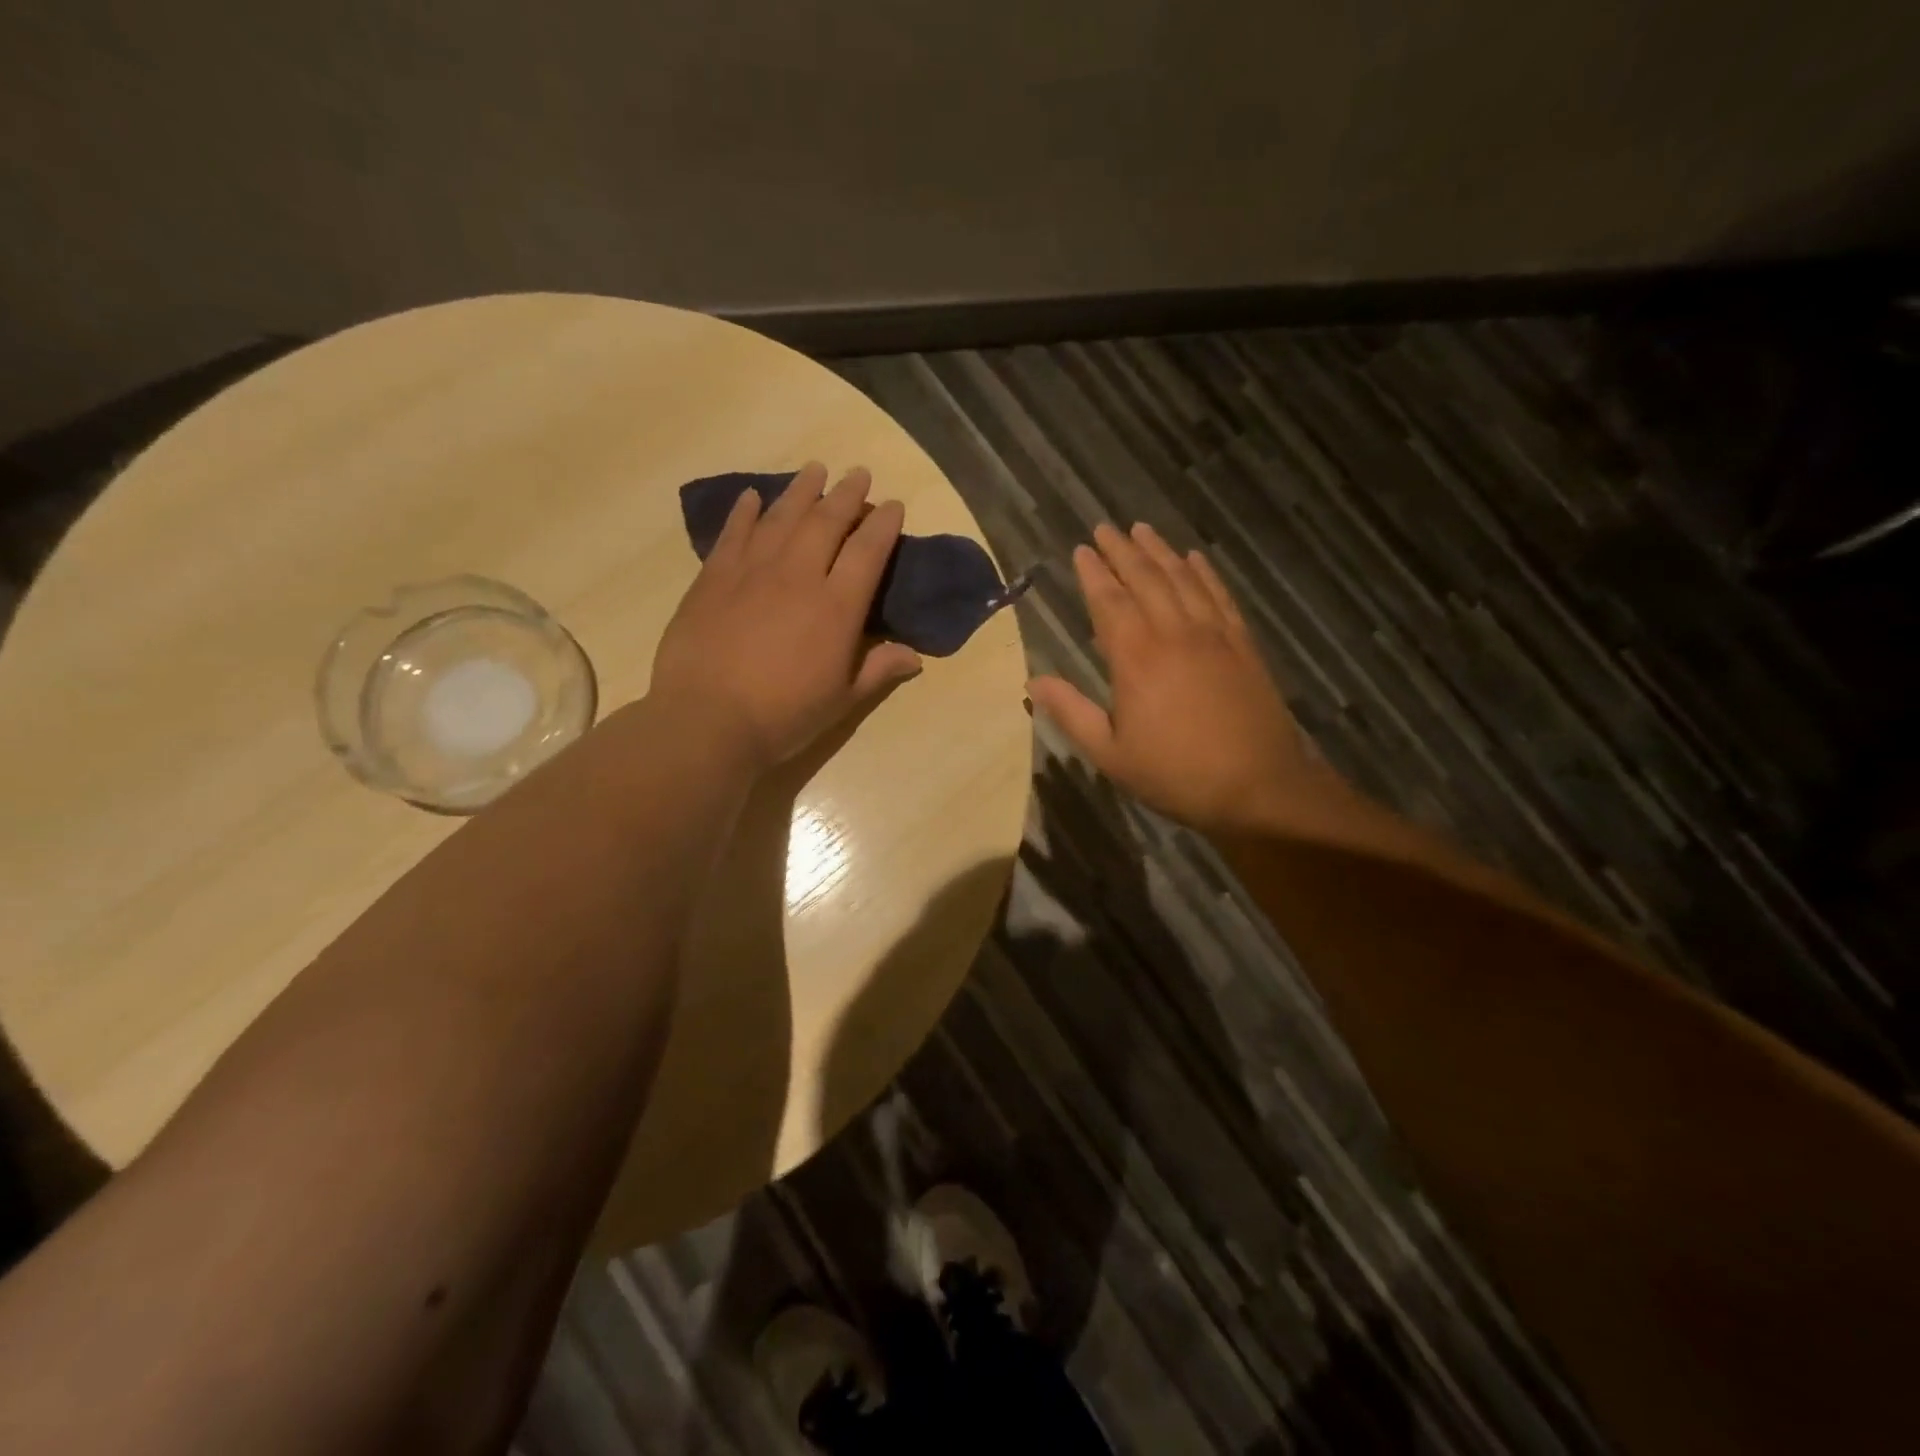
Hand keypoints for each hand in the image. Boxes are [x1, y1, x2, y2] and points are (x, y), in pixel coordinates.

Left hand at [650, 463, 921, 771]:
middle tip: (858, 473)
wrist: (707, 720)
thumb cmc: (784, 716)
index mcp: (837, 607)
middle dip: (847, 494)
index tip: (892, 504)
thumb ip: (878, 671)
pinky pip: (734, 533)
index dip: (883, 523)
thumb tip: (915, 657)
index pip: (868, 551)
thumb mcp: (842, 701)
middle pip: (827, 521)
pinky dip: (745, 511)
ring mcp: (752, 571)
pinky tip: (752, 496)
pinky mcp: (714, 577)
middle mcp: (798, 575)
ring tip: (815, 469)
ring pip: (782, 516)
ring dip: (802, 490)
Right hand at [1028, 523, 1336, 834]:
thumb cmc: (1175, 774)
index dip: (1093, 573)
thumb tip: (1032, 683)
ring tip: (1143, 530)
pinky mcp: (1242, 644)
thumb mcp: (1110, 754)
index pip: (1109, 601)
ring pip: (1183, 579)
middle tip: (1106, 528)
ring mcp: (1213, 634)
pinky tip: (1196, 559)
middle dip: (1122, 551)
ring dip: (1160, 552)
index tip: (1082, 549)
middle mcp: (1174, 633)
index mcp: (1136, 657)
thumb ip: (1071, 713)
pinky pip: (1219, 596)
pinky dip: (1204, 573)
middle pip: (1145, 579)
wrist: (1258, 786)